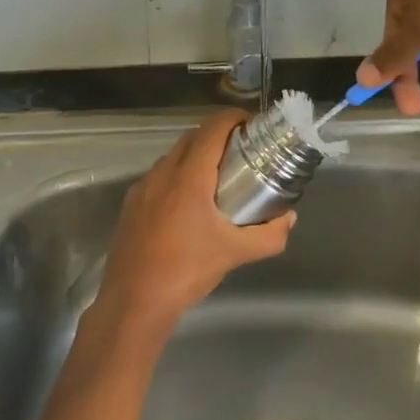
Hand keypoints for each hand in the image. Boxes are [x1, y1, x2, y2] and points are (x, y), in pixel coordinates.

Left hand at [96, 111, 294, 330]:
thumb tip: (288, 219)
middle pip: (192, 137)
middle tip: (242, 151)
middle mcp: (163, 173)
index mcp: (188, 176)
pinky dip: (178, 176)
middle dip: (218, 136)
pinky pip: (159, 178)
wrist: (134, 300)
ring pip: (173, 157)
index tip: (252, 126)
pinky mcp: (131, 204)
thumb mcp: (235, 253)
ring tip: (219, 177)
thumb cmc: (186, 270)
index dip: (233, 119)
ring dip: (196, 156)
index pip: (212, 129)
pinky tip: (189, 205)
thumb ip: (269, 235)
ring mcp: (143, 187)